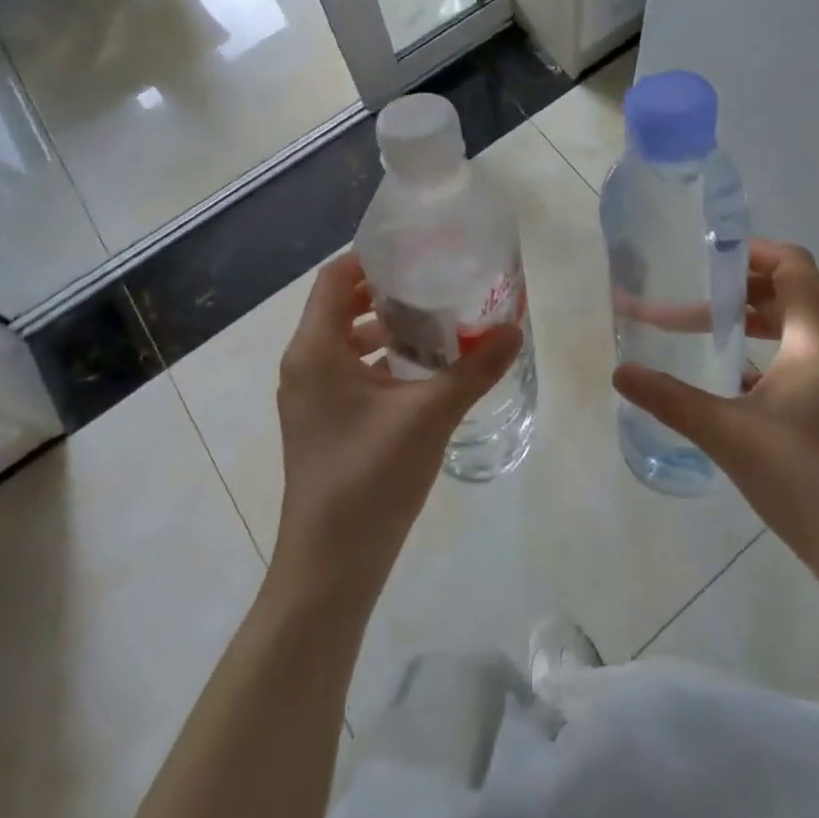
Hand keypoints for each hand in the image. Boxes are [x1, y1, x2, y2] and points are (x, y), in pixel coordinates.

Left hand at [270, 253, 521, 603]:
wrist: (329, 567)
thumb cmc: (370, 477)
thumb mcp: (430, 415)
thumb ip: (475, 369)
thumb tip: (514, 330)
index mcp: (315, 348)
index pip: (336, 276)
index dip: (373, 257)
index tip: (419, 250)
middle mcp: (304, 363)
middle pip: (341, 304)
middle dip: (387, 291)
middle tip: (437, 281)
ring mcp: (309, 396)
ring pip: (346, 339)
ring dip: (386, 326)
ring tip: (437, 321)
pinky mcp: (321, 421)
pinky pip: (348, 370)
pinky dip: (380, 359)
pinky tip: (423, 370)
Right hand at [613, 240, 818, 622]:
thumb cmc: (811, 480)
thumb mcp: (730, 435)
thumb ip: (671, 399)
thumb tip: (619, 371)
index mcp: (815, 337)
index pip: (791, 265)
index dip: (751, 250)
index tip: (702, 256)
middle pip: (784, 292)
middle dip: (732, 289)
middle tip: (683, 294)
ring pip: (784, 330)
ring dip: (741, 323)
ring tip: (691, 329)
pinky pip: (786, 364)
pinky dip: (752, 359)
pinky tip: (716, 380)